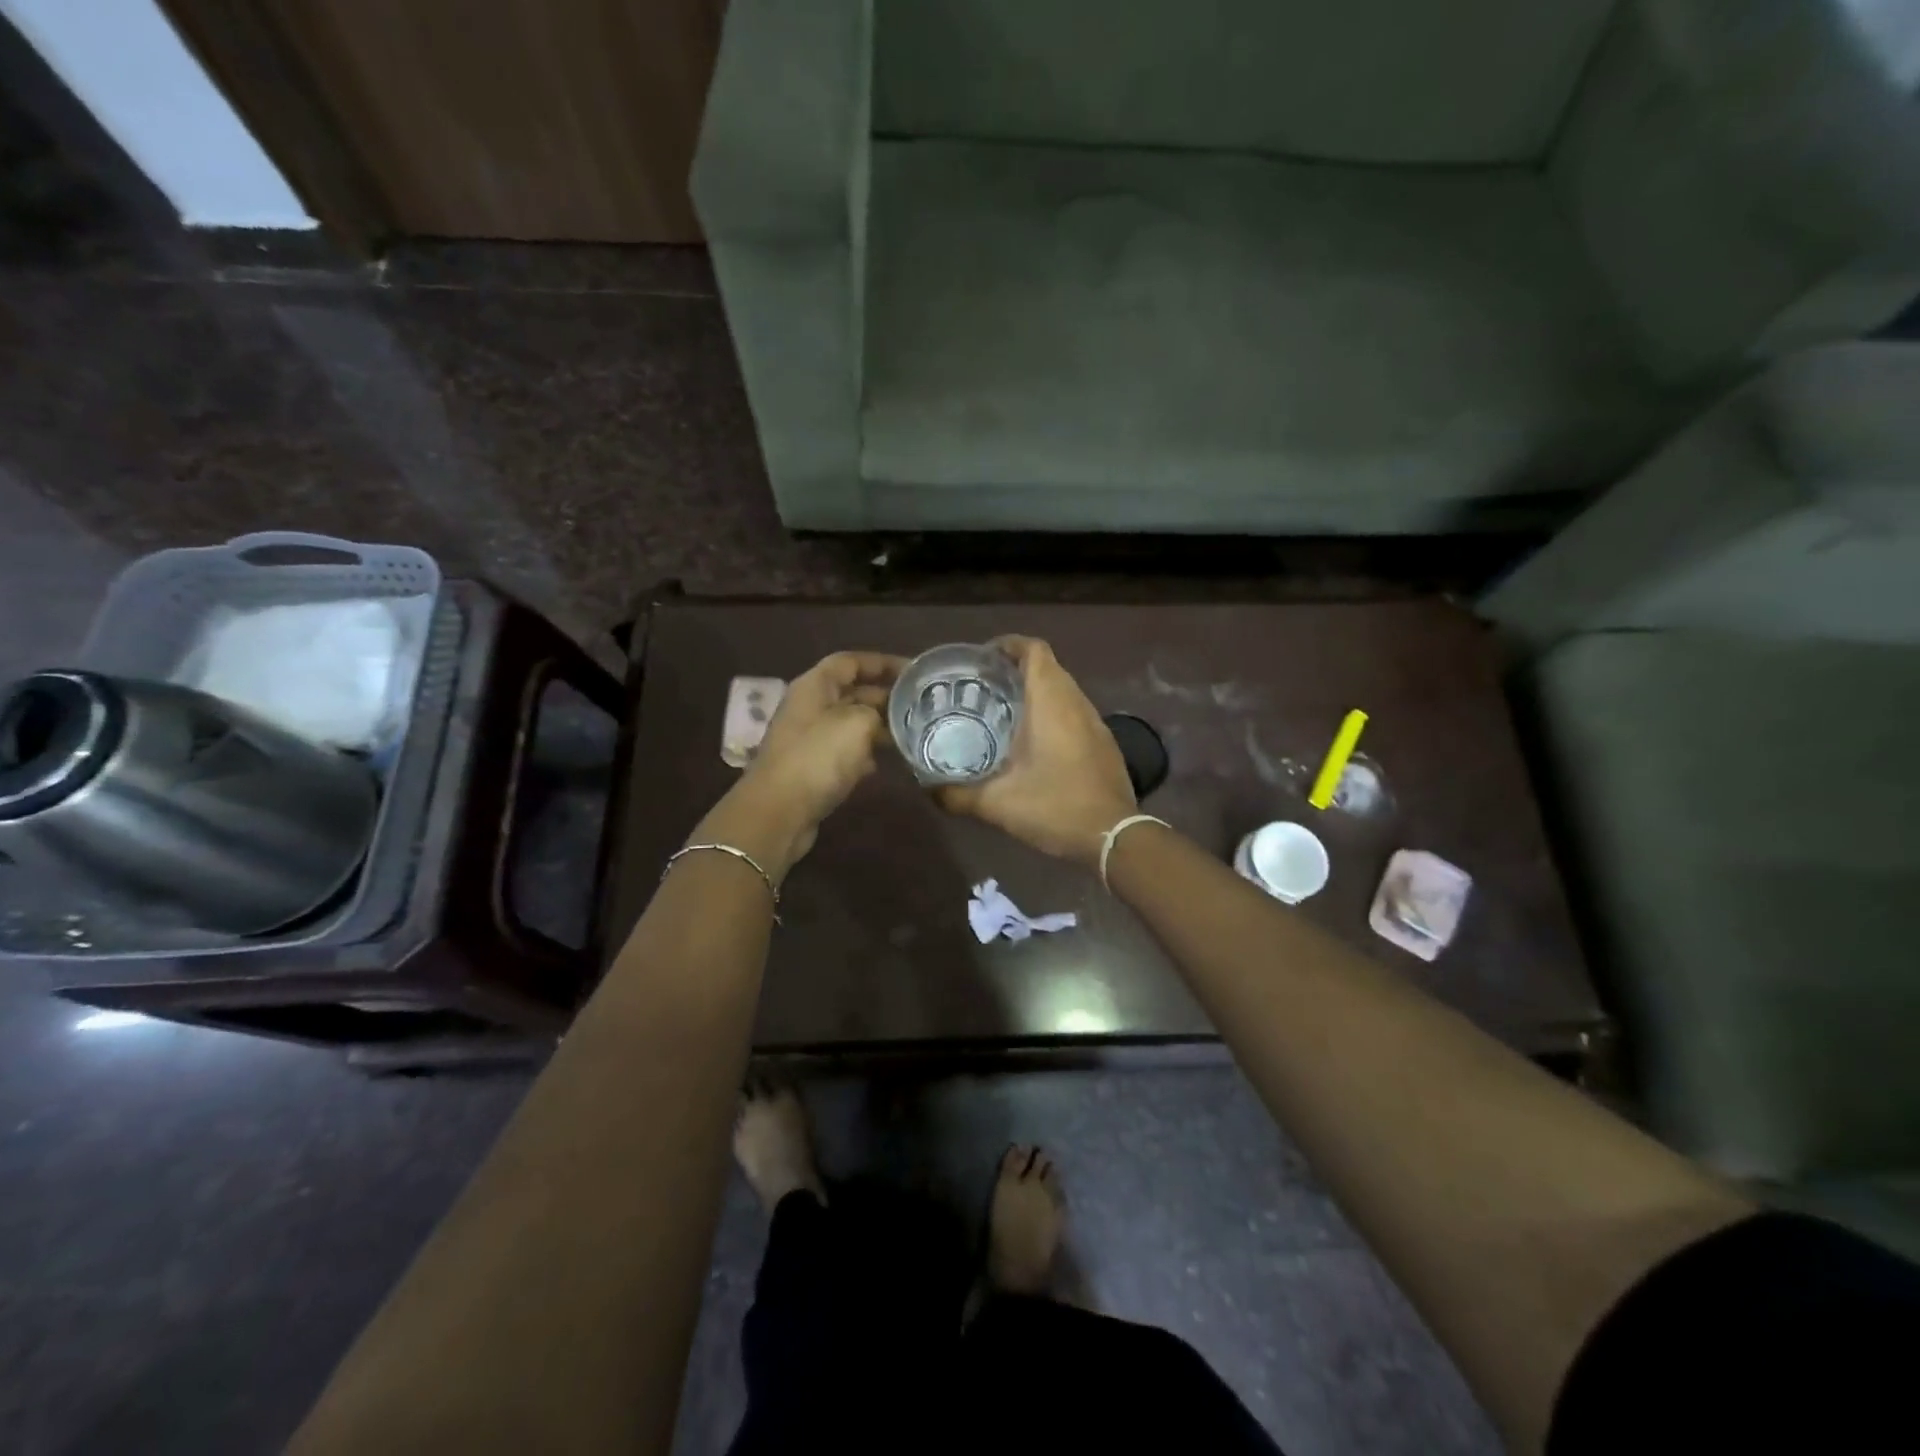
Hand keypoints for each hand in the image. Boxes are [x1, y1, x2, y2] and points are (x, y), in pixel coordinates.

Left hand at [698, 651, 905, 879]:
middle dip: (886, 697)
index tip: (913, 672)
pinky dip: (866, 753)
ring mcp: (809, 739)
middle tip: (921, 706)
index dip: (882, 662)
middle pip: (852, 692)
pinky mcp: (812, 768)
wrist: (779, 812)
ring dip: (879, 727)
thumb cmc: (818, 758)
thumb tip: (882, 720)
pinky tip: (887, 762)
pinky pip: (845, 752)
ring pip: (851, 724)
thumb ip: (876, 712)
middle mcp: (810, 707)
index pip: (850, 661)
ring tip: (912, 733)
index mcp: (815, 686)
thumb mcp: (857, 723)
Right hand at [935, 637, 1135, 865]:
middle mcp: (1076, 702)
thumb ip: (956, 794)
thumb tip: (927, 788)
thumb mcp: (996, 804)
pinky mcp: (1103, 742)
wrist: (1114, 837)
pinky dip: (1051, 713)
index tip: (981, 659)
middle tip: (981, 687)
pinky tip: (1031, 741)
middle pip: (1047, 666)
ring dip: (1035, 691)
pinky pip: (1073, 711)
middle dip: (1015, 669)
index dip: (1008, 644)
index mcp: (1051, 702)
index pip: (1033, 650)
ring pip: (1062, 690)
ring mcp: (1095, 722)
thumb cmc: (1055, 807)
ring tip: (1001, 711)